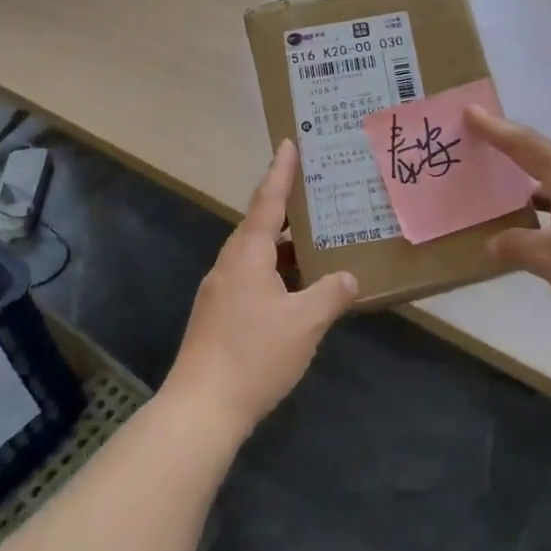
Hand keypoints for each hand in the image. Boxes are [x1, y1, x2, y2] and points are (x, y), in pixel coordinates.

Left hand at [162, 140, 359, 441]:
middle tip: (316, 195)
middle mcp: (230, 264)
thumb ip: (330, 295)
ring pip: (256, 256)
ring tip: (315, 243)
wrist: (201, 407)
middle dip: (286, 210)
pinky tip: (297, 291)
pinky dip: (276, 274)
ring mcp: (221, 291)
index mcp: (248, 254)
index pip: (268, 201)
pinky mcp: (219, 315)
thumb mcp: (305, 323)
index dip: (280, 172)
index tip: (288, 143)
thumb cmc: (254, 355)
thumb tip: (348, 278)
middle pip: (260, 225)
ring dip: (284, 247)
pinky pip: (252, 279)